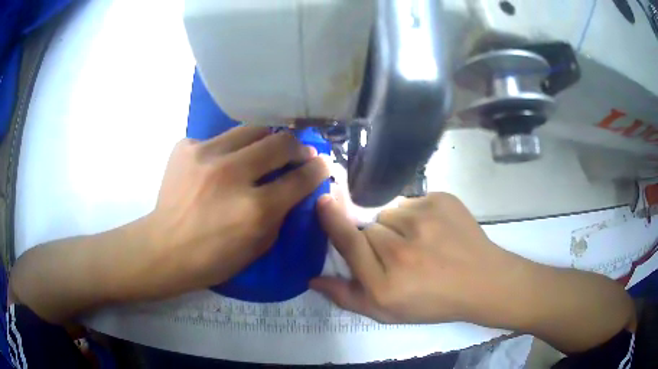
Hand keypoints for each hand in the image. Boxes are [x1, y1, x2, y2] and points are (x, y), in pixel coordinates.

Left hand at [147, 126, 328, 295]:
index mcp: (254, 209)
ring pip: (251, 129)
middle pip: (280, 142)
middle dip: (297, 147)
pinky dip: (227, 150)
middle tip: (297, 153)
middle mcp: (232, 175)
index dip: (317, 169)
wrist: (164, 249)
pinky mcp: (186, 147)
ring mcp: (205, 155)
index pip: (301, 178)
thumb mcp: (258, 247)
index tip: (322, 164)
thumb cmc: (213, 258)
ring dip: (265, 140)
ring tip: (264, 150)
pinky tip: (220, 164)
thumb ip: (282, 214)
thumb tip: (296, 186)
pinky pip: (219, 139)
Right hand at [311, 192, 528, 326]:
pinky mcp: (441, 201)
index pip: (349, 243)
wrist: (482, 281)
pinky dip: (417, 214)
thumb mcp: (387, 312)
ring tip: (419, 242)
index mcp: (385, 283)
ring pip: (390, 212)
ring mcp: (424, 220)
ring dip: (396, 225)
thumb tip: (313, 279)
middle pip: (369, 227)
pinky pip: (413, 201)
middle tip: (399, 254)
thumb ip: (347, 297)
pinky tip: (434, 231)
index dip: (332, 220)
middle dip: (376, 238)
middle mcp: (401, 251)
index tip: (322, 201)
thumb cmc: (433, 302)